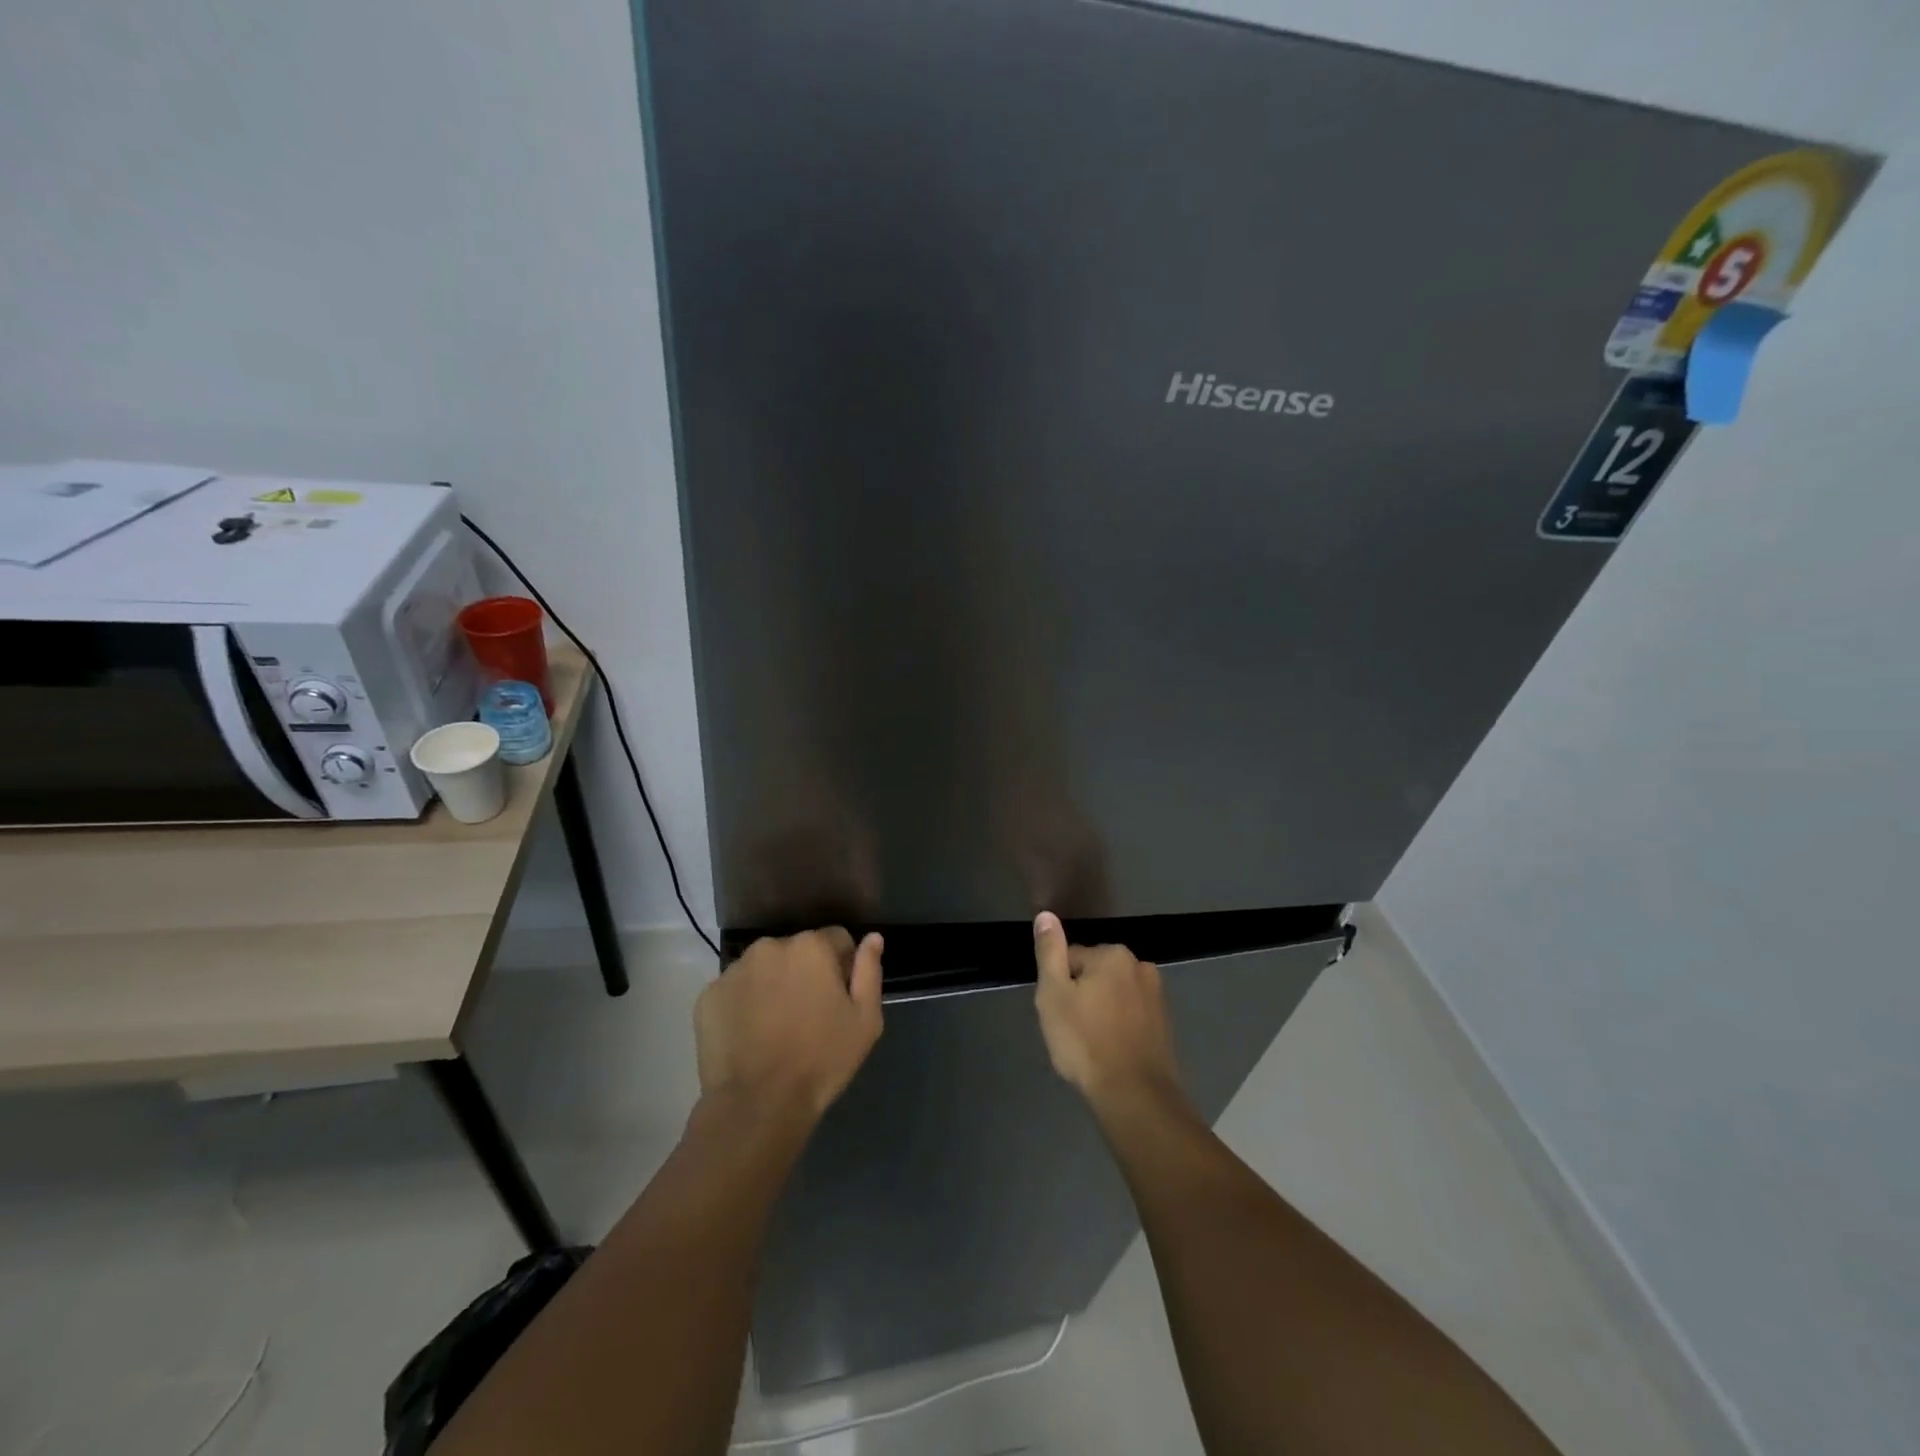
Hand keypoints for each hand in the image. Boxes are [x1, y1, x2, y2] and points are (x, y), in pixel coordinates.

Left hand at [695, 928, 883, 1121]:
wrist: (758, 1105)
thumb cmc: (821, 1060)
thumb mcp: (865, 1020)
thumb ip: (869, 971)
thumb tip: (872, 937)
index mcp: (811, 946)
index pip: (836, 939)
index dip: (843, 967)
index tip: (839, 998)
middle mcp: (770, 946)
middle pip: (797, 951)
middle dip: (805, 973)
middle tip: (808, 1015)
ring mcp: (734, 970)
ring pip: (764, 968)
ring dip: (773, 985)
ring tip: (776, 1027)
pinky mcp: (708, 995)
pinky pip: (735, 990)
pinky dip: (744, 1004)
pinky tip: (750, 1035)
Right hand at [1032, 911, 1182, 1109]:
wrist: (1135, 1095)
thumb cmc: (1086, 1041)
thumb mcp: (1054, 994)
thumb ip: (1049, 952)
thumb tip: (1046, 915)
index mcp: (1113, 954)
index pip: (1071, 959)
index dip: (1059, 987)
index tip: (1059, 1014)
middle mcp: (1140, 966)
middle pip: (1095, 974)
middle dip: (1082, 996)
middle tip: (1072, 1030)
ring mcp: (1157, 996)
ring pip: (1114, 995)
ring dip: (1102, 1011)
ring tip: (1092, 1044)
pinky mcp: (1165, 1023)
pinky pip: (1131, 1015)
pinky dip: (1120, 1026)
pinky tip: (1111, 1051)